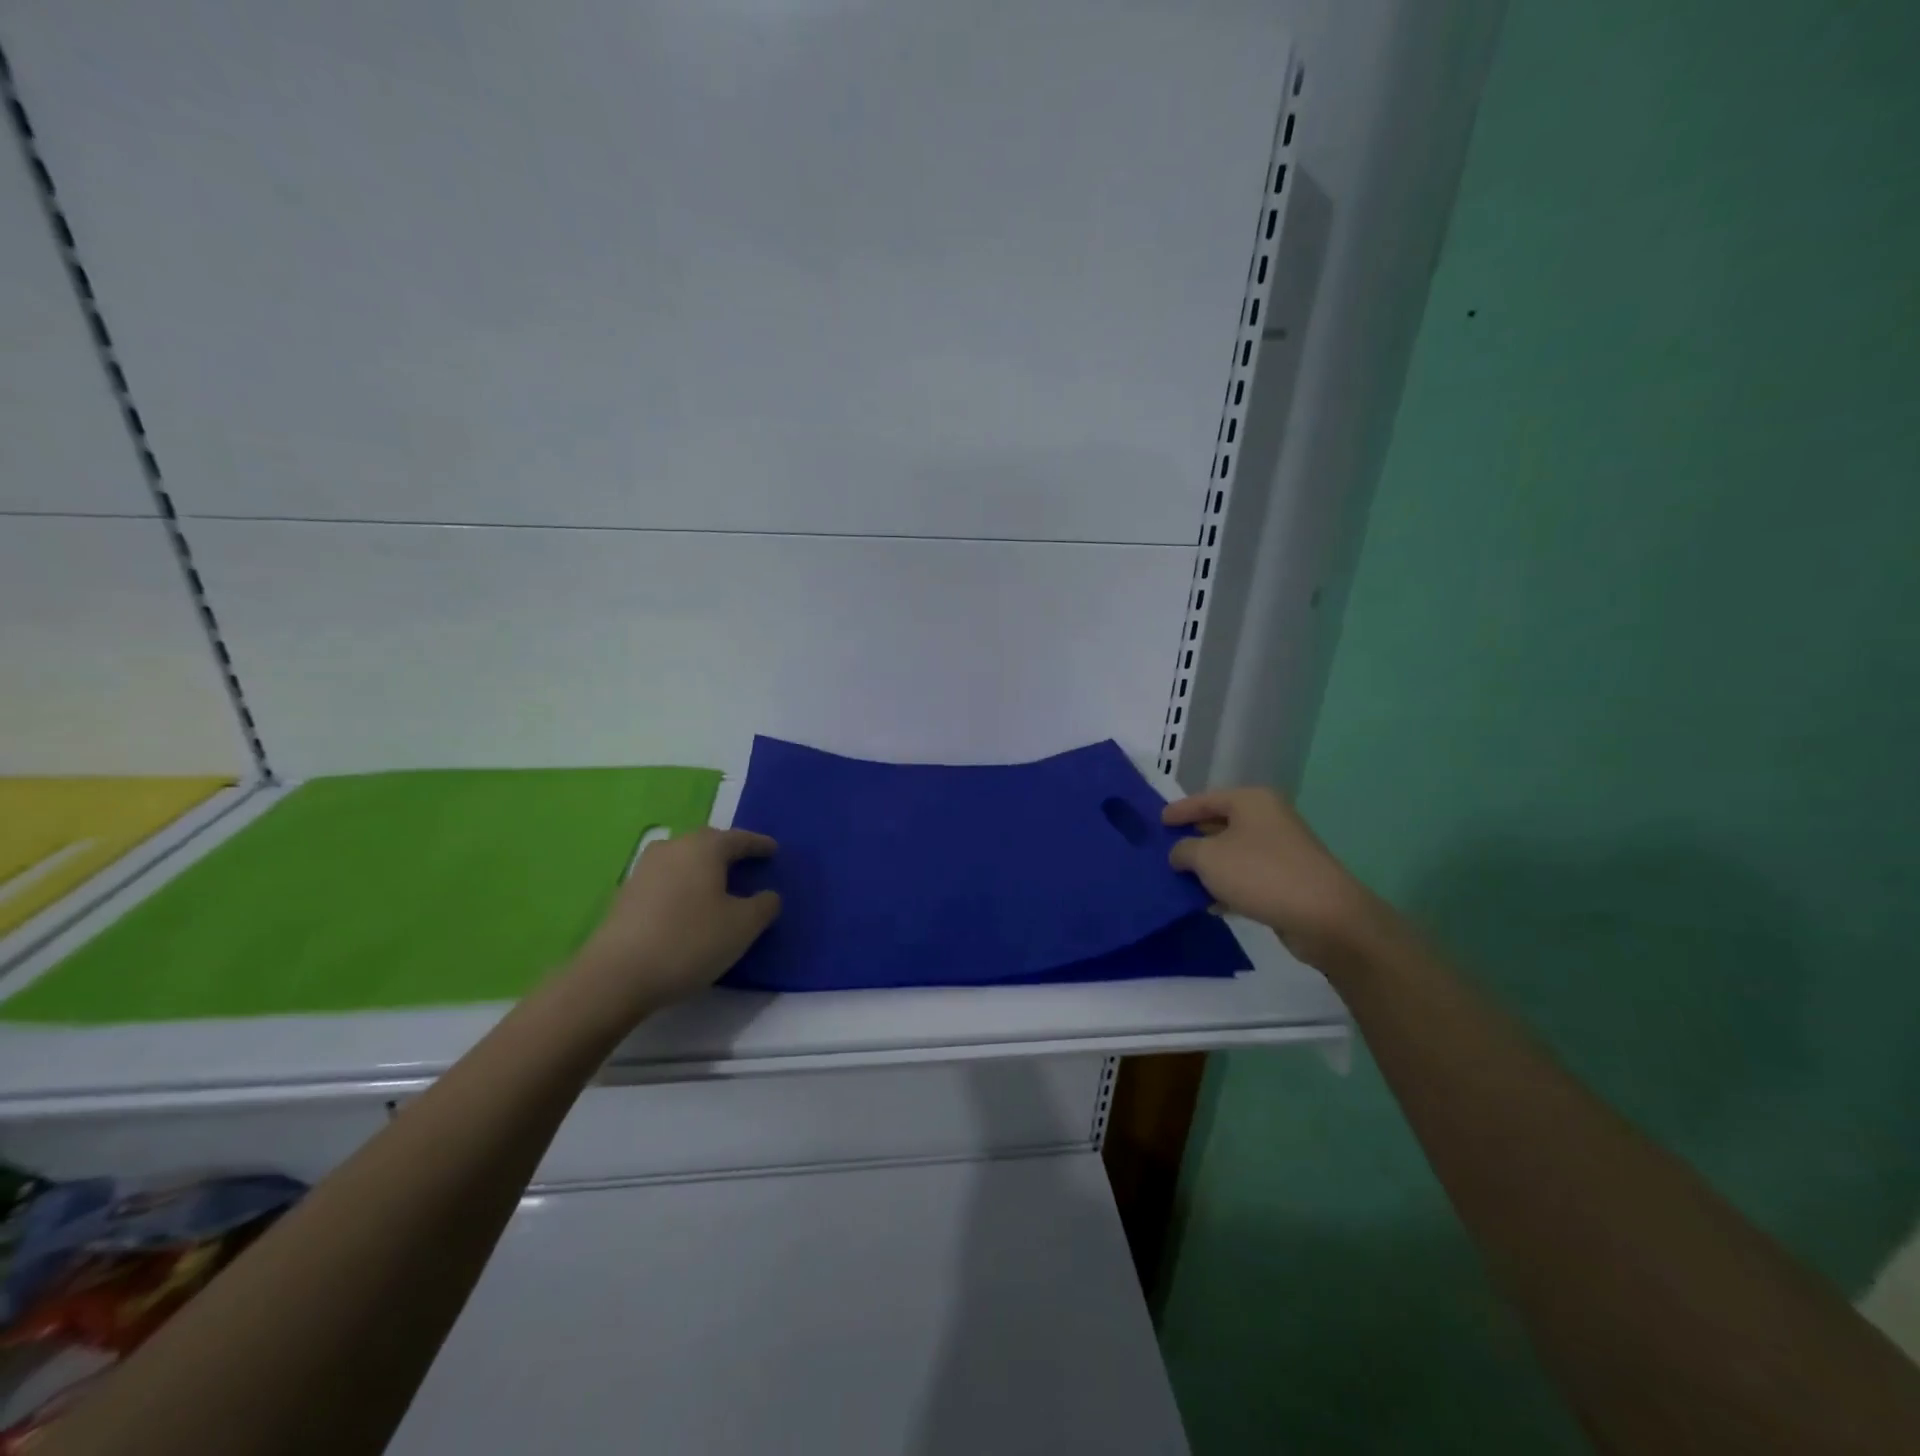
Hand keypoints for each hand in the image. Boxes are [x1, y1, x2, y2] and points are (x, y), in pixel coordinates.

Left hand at [572, 827, 780, 1015]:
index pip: (738, 839)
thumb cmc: (689, 942)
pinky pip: (666, 879)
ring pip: (683, 860)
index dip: (759, 845)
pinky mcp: (626, 894)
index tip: (773, 850)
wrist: (616, 976)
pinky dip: (683, 885)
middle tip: (747, 863)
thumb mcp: (742, 927)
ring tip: (718, 885)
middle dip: (728, 851)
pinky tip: (689, 905)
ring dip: (703, 868)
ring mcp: (644, 870)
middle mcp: (672, 848)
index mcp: (703, 848)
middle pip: (707, 843)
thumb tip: (767, 895)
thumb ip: (764, 905)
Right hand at [1164, 787, 1390, 969]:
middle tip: (1165, 852)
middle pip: (1220, 824)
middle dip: (1193, 839)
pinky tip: (1210, 905)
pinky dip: (1228, 887)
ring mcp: (1281, 849)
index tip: (1158, 821)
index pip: (1205, 799)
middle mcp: (1268, 818)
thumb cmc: (1260, 873)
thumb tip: (1180, 853)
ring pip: (1233, 853)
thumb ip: (1184, 850)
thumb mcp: (1207, 858)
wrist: (1324, 916)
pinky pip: (1248, 877)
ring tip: (1181, 882)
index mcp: (1251, 801)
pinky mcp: (1289, 879)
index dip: (1179, 810)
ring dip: (1209, 868)